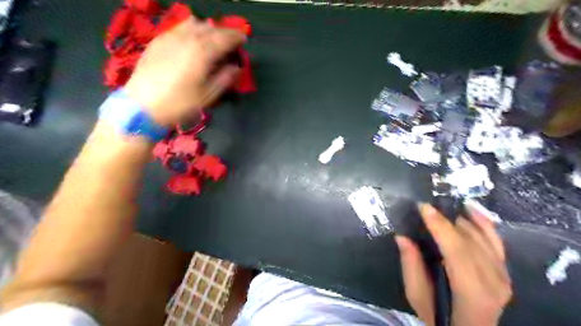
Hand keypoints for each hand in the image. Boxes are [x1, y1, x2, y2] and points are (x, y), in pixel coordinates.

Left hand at [123, 17, 244, 125]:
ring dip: (208, 29)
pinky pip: (179, 27)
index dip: (237, 37)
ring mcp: (170, 37)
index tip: (244, 40)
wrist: (142, 106)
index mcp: (202, 52)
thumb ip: (224, 79)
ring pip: (194, 24)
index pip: (224, 38)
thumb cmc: (179, 103)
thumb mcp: (207, 95)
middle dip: (224, 32)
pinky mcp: (158, 41)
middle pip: (211, 28)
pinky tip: (192, 38)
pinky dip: (191, 29)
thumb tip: (237, 68)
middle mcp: (187, 39)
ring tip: (213, 38)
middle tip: (232, 41)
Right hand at [395, 204, 511, 325]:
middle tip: (427, 206)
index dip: (440, 227)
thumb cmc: (438, 318)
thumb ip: (411, 267)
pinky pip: (496, 242)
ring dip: (463, 219)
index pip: (457, 253)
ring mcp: (503, 277)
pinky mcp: (504, 272)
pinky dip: (484, 224)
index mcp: (472, 294)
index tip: (423, 207)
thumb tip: (402, 237)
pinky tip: (472, 210)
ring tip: (443, 205)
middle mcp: (494, 283)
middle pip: (471, 243)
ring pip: (484, 239)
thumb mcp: (417, 297)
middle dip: (447, 220)